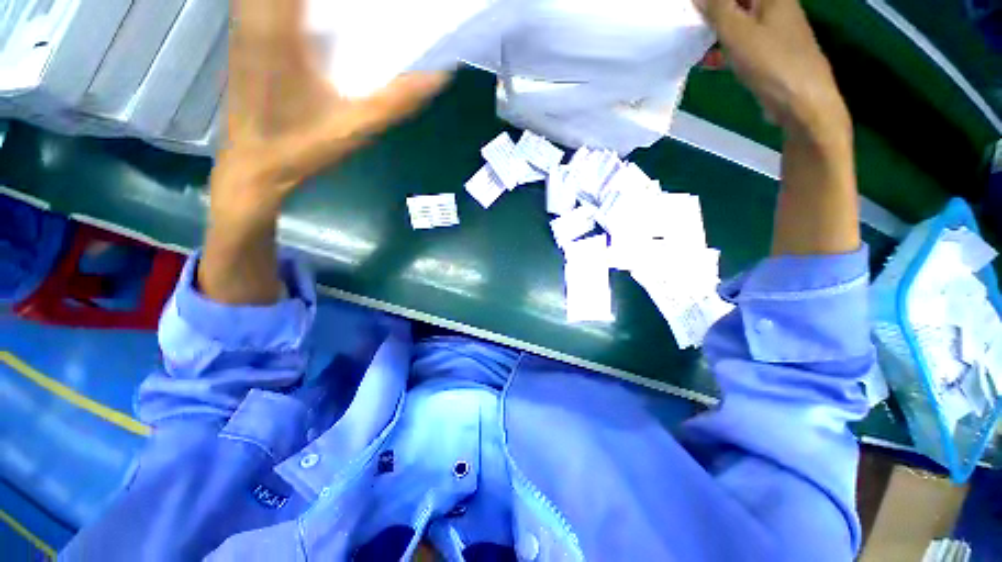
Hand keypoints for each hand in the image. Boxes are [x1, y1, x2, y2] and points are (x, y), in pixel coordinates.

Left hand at [198, 0, 446, 305]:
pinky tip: (311, 13)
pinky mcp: (243, 38)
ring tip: (339, 8)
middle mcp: (255, 16)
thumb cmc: (302, 147)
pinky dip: (287, 2)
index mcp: (280, 31)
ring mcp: (243, 26)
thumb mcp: (354, 126)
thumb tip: (437, 77)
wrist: (255, 167)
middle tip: (357, 7)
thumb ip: (394, 101)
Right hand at [696, 0, 849, 140]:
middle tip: (691, 23)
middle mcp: (775, 7)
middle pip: (739, 3)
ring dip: (716, 31)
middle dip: (714, 11)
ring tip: (693, 44)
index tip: (695, 9)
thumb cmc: (771, 62)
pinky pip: (742, 43)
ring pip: (739, 22)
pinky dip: (725, 49)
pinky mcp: (770, 54)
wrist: (801, 102)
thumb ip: (717, 9)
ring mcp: (774, 31)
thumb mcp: (737, 32)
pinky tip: (708, 61)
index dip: (714, 1)